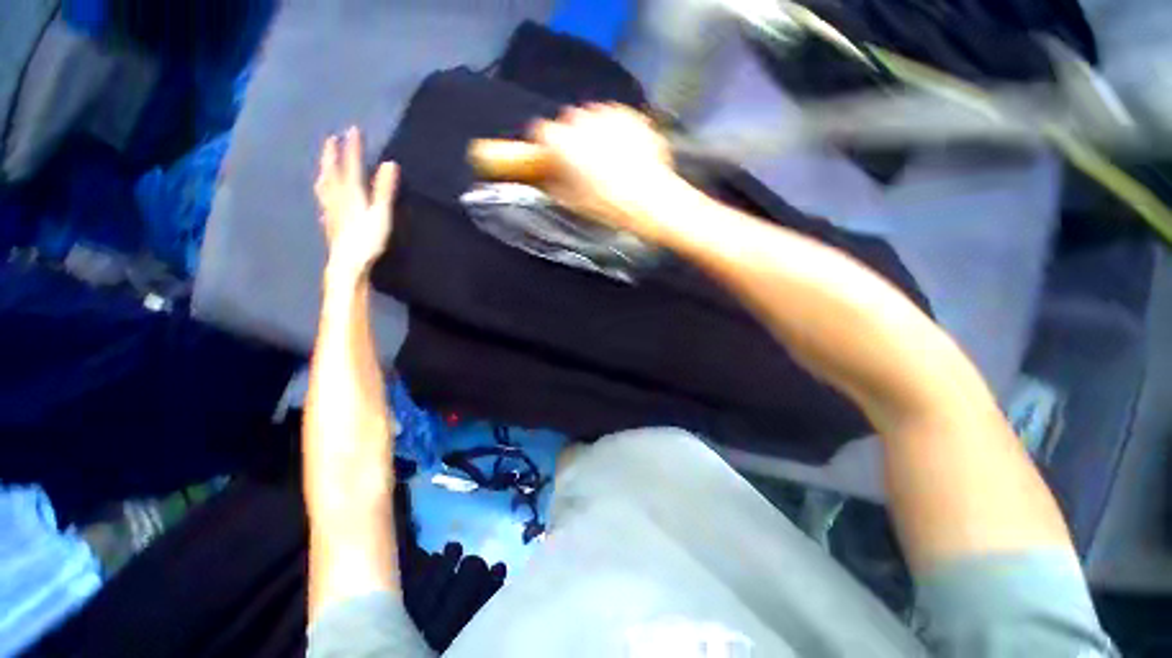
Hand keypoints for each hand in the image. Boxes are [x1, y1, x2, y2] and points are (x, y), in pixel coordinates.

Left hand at [314, 127, 398, 281]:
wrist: (346, 264)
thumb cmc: (367, 240)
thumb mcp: (380, 214)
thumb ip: (384, 190)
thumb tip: (390, 164)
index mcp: (350, 193)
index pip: (351, 165)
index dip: (352, 148)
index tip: (352, 130)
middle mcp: (337, 198)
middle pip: (332, 172)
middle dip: (332, 155)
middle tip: (331, 140)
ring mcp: (331, 211)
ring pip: (324, 186)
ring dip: (324, 172)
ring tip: (323, 164)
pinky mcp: (330, 223)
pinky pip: (324, 202)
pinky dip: (323, 194)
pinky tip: (323, 198)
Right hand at [529, 104, 680, 240]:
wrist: (649, 200)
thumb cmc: (608, 206)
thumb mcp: (572, 202)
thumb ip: (554, 184)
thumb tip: (549, 178)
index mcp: (562, 142)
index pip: (542, 133)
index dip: (546, 147)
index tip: (550, 157)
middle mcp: (581, 120)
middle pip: (568, 122)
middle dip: (572, 139)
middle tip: (582, 163)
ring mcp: (607, 113)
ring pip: (593, 117)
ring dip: (594, 133)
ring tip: (607, 160)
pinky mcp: (630, 114)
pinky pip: (615, 119)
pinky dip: (616, 132)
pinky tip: (624, 154)